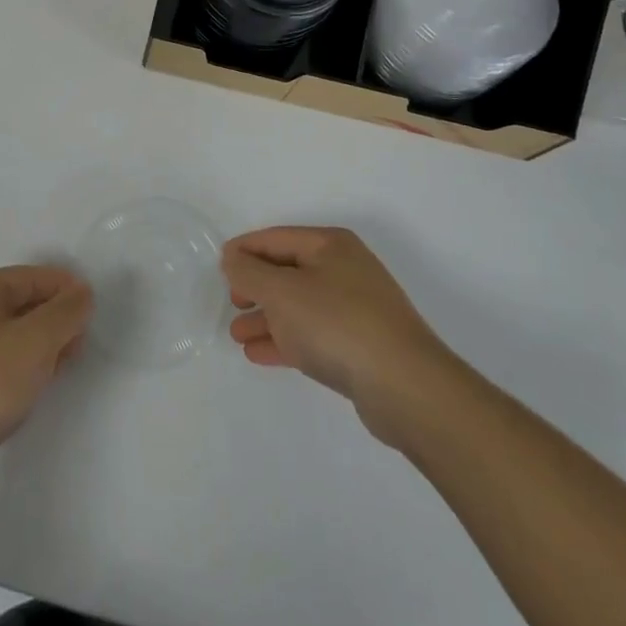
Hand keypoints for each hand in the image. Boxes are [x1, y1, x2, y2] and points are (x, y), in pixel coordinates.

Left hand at [0, 266, 92, 508]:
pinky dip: (19, 368)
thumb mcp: (33, 344)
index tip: (93, 313)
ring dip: (39, 347)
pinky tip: (32, 389)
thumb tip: (81, 292)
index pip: (32, 276)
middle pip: (20, 303)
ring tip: (62, 368)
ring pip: (9, 335)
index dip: (65, 290)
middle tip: (80, 346)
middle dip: (54, 320)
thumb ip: (64, 314)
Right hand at [223, 227, 452, 442]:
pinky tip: (260, 354)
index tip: (219, 267)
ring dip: (267, 318)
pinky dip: (286, 339)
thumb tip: (233, 258)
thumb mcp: (282, 292)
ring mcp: (356, 309)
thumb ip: (250, 272)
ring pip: (299, 306)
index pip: (276, 238)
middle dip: (256, 287)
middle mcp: (345, 270)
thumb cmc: (337, 324)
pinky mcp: (361, 345)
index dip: (245, 250)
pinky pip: (313, 334)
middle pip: (288, 271)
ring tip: (238, 335)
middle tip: (231, 303)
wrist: (406, 387)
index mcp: (330, 245)